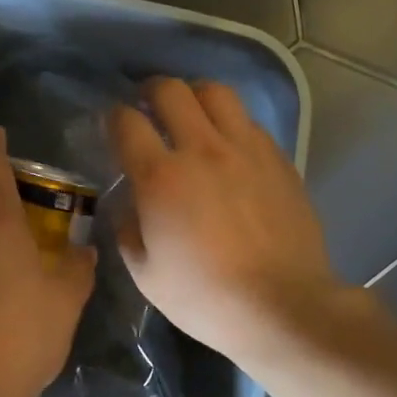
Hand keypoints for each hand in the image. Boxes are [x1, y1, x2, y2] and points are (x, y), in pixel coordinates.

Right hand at [108, 77, 342, 365]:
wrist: (283, 306)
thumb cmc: (206, 297)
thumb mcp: (146, 274)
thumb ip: (127, 229)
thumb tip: (130, 203)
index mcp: (161, 177)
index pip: (126, 122)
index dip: (113, 117)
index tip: (113, 125)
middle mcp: (201, 149)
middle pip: (170, 90)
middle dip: (150, 90)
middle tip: (147, 106)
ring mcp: (244, 148)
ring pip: (215, 92)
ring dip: (194, 96)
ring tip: (190, 113)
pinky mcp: (277, 157)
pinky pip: (247, 120)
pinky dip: (229, 122)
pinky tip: (227, 144)